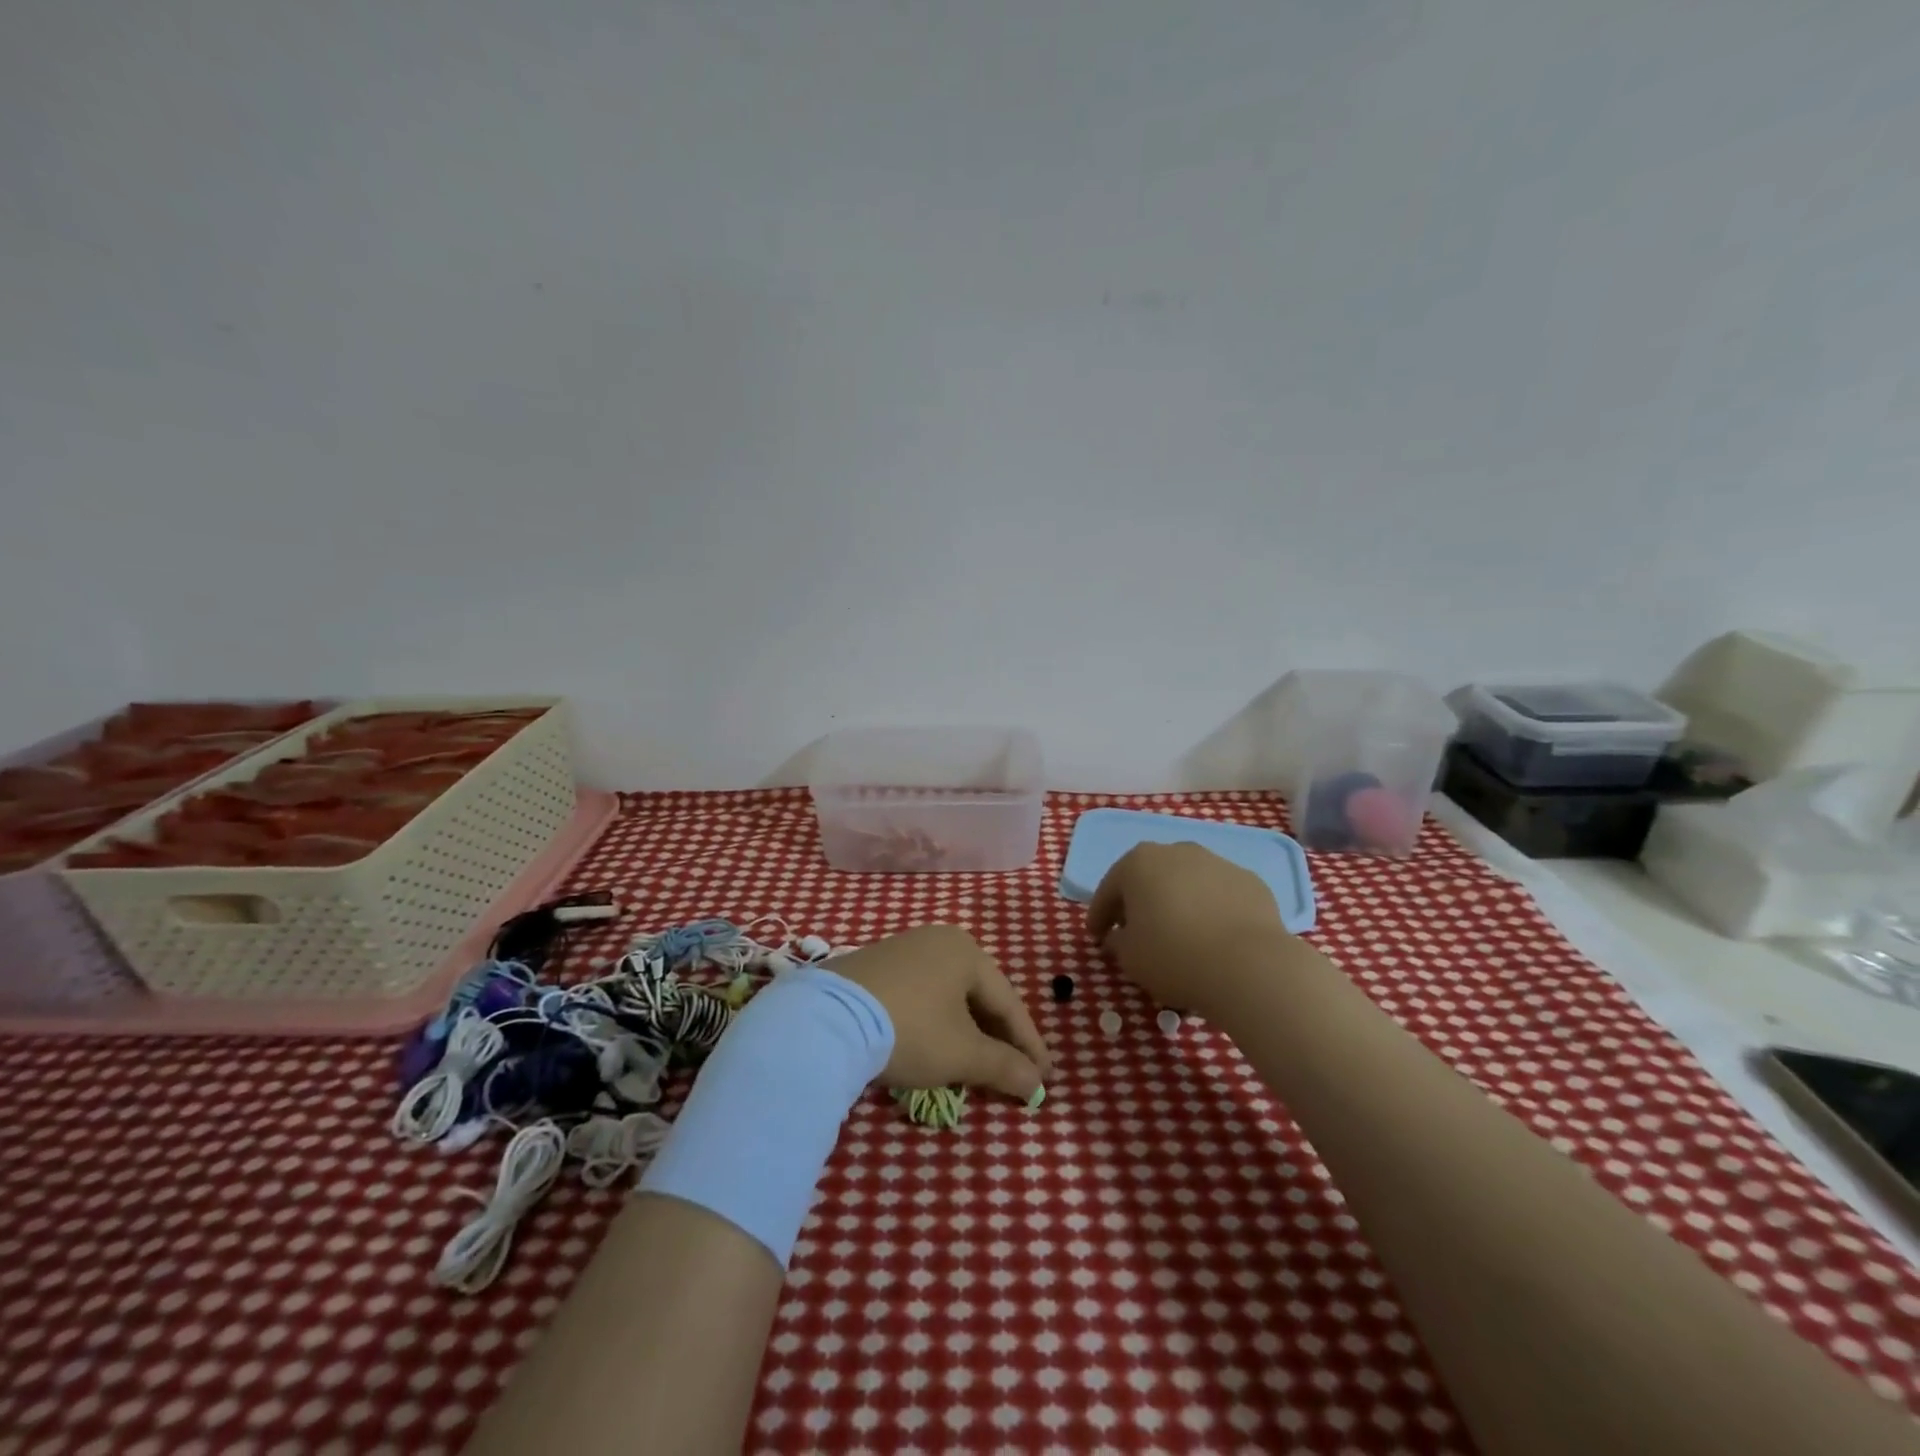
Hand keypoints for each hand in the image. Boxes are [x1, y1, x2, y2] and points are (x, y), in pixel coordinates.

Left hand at [831, 925, 1051, 1100]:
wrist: (827, 1020)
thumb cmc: (910, 1029)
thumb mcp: (962, 1054)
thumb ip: (1005, 1067)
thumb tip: (1037, 1085)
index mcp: (966, 950)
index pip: (1009, 1002)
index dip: (1029, 1044)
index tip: (1045, 1078)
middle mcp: (936, 940)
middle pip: (979, 995)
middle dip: (997, 1038)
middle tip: (1015, 1073)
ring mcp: (902, 950)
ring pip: (948, 996)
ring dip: (966, 1032)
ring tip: (976, 1066)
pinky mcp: (872, 967)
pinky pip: (920, 995)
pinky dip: (935, 1023)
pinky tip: (934, 1047)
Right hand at [1087, 841, 1292, 1017]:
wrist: (1250, 966)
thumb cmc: (1174, 956)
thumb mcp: (1129, 957)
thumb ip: (1117, 941)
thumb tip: (1120, 936)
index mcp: (1138, 863)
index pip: (1109, 890)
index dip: (1099, 915)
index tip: (1096, 936)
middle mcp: (1177, 851)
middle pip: (1149, 877)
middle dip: (1139, 902)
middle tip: (1135, 931)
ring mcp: (1217, 863)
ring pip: (1187, 882)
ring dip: (1178, 902)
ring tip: (1179, 934)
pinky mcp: (1250, 881)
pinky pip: (1219, 895)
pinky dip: (1211, 910)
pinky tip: (1214, 937)